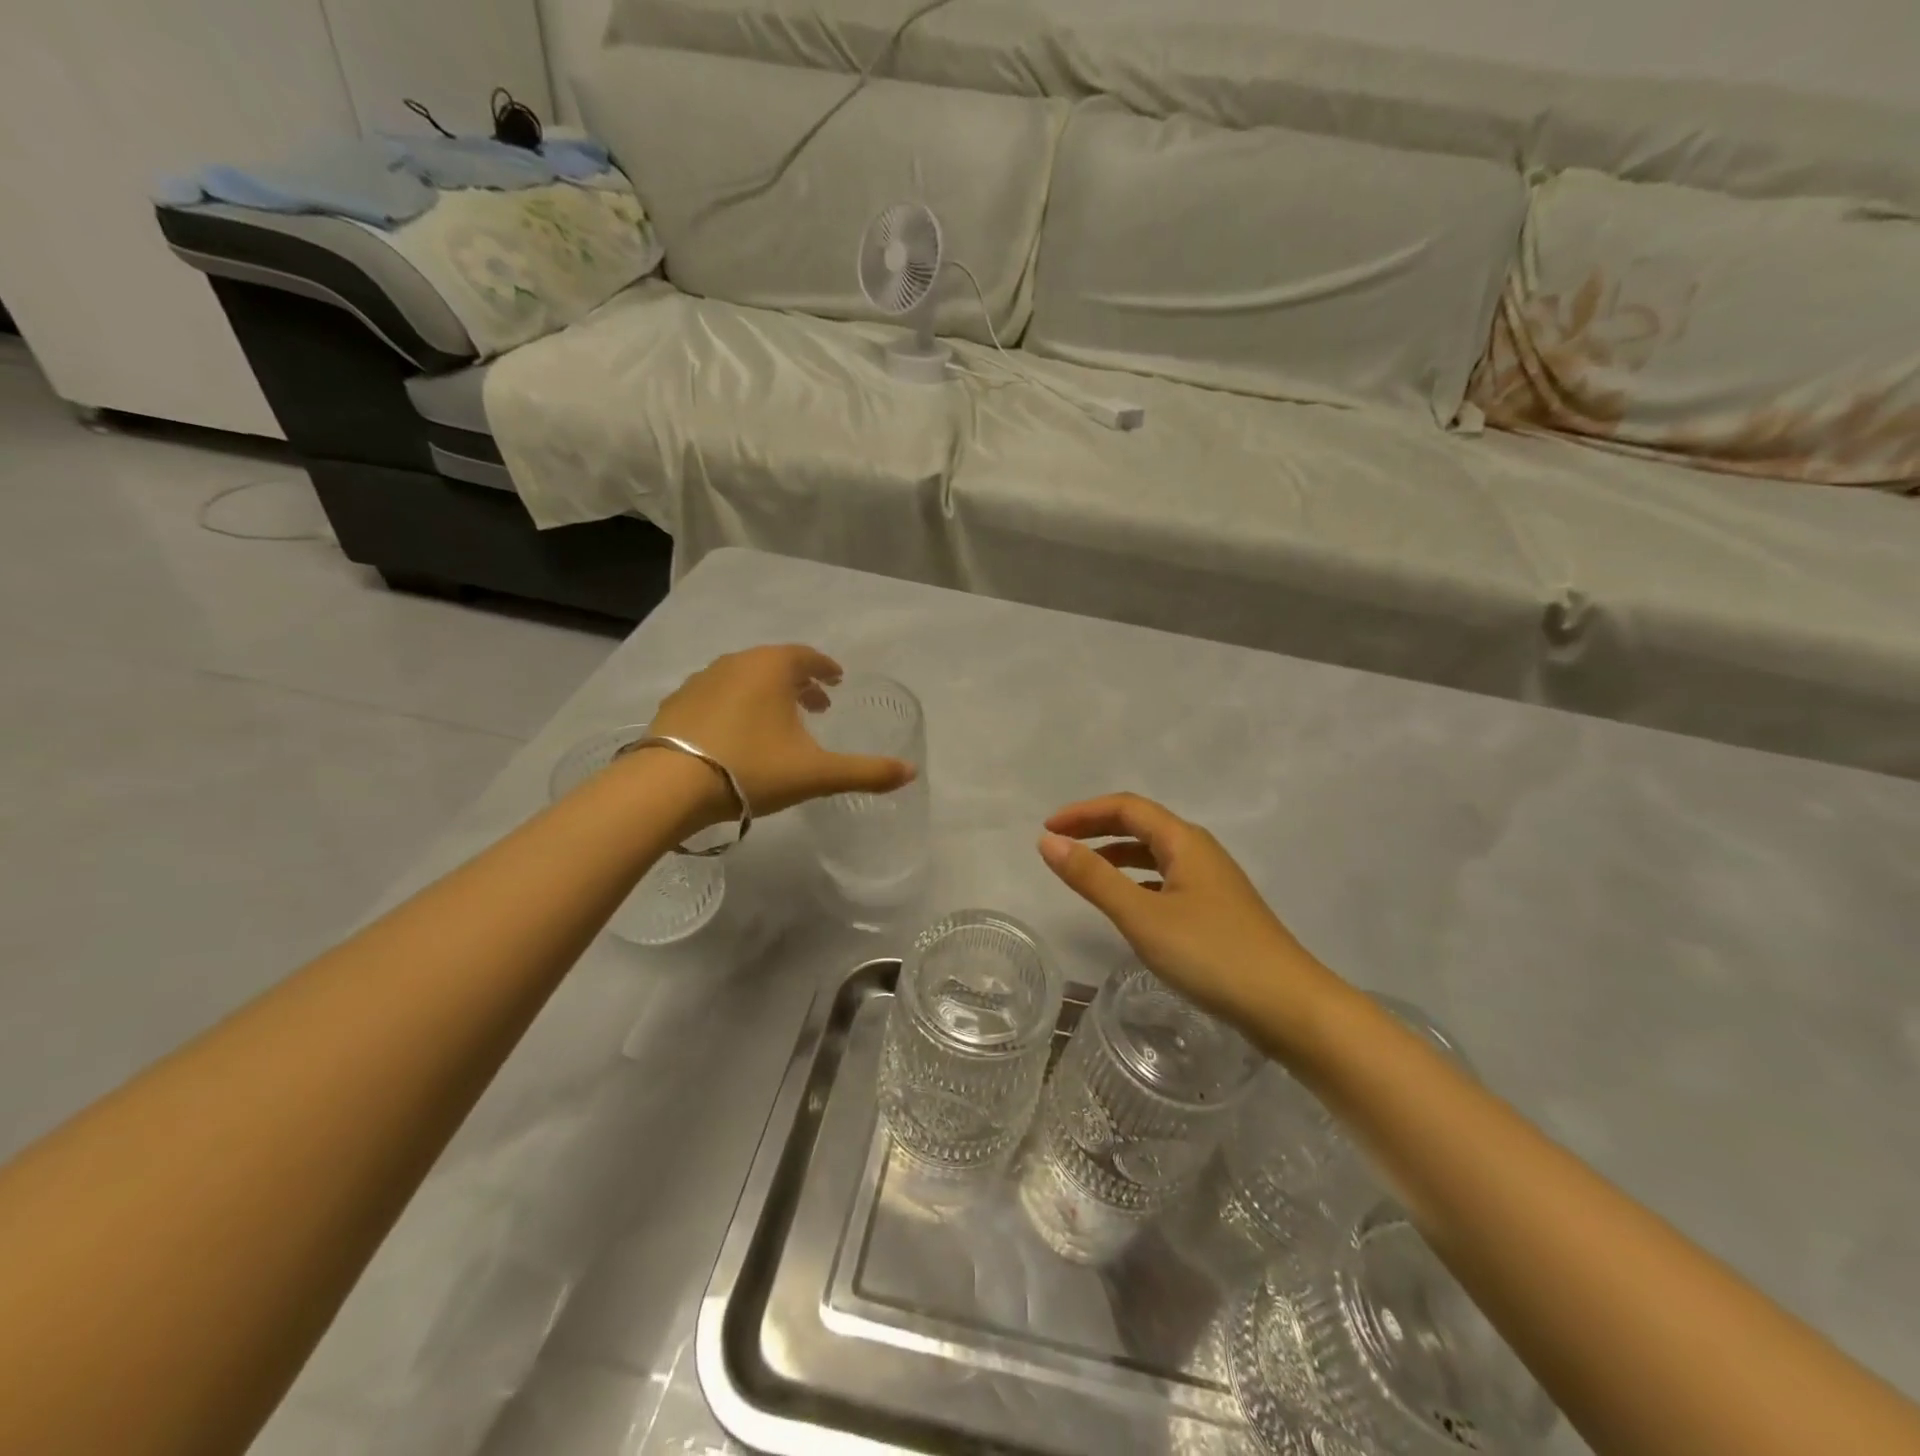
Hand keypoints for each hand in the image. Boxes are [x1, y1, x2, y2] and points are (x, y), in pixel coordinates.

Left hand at [644, 645, 916, 825]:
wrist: (669, 786)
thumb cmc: (752, 768)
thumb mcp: (816, 774)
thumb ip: (866, 772)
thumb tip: (911, 773)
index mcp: (773, 667)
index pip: (808, 657)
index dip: (826, 669)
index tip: (837, 681)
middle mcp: (736, 663)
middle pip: (776, 664)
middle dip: (799, 682)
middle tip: (817, 704)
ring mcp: (701, 680)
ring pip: (744, 678)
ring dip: (766, 693)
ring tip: (778, 721)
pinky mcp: (676, 704)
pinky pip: (716, 695)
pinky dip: (735, 705)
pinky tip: (736, 734)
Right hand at [1037, 793, 1340, 1038]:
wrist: (1290, 1007)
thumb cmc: (1212, 954)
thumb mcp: (1143, 916)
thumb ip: (1093, 878)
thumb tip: (1048, 841)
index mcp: (1185, 841)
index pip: (1127, 807)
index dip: (1084, 812)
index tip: (1048, 829)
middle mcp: (1200, 852)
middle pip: (1142, 825)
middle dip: (1098, 828)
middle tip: (1059, 844)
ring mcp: (1213, 883)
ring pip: (1156, 854)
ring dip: (1117, 855)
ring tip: (1084, 871)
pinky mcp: (1218, 912)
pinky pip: (1167, 880)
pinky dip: (1137, 882)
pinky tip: (1128, 906)